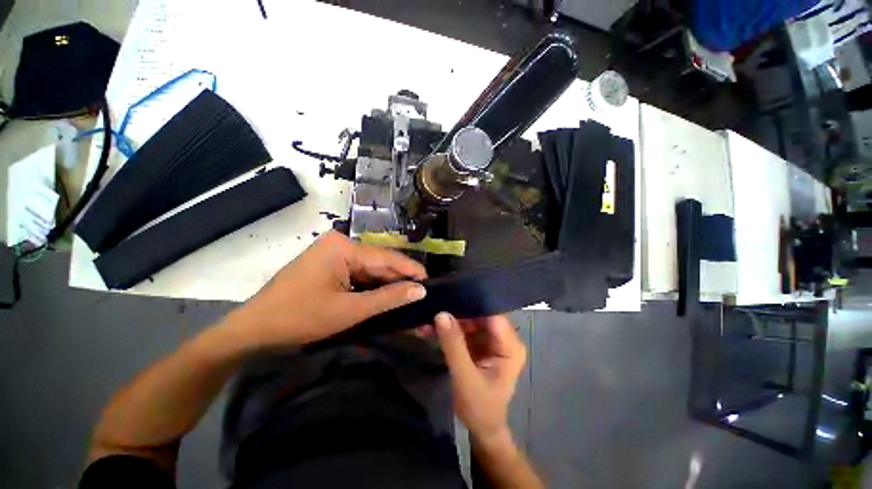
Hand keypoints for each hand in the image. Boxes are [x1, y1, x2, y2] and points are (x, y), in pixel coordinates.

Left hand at [222, 231, 426, 347]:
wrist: (254, 329)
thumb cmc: (300, 318)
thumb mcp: (349, 310)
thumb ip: (388, 298)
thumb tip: (420, 290)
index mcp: (343, 247)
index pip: (386, 257)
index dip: (410, 269)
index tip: (430, 281)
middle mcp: (340, 244)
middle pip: (378, 262)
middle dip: (399, 278)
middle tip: (421, 293)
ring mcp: (333, 253)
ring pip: (369, 268)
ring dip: (386, 283)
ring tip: (408, 295)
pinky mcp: (329, 264)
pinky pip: (358, 273)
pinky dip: (371, 286)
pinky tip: (385, 295)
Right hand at [435, 312, 526, 444]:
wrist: (481, 429)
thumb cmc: (480, 408)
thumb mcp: (465, 378)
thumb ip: (454, 345)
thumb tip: (441, 314)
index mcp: (510, 345)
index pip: (492, 314)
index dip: (472, 302)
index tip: (450, 294)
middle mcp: (503, 338)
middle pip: (479, 315)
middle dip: (455, 311)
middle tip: (432, 305)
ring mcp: (490, 340)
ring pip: (468, 320)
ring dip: (448, 320)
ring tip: (425, 318)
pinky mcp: (479, 343)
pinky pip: (462, 330)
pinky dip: (447, 329)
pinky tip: (429, 328)